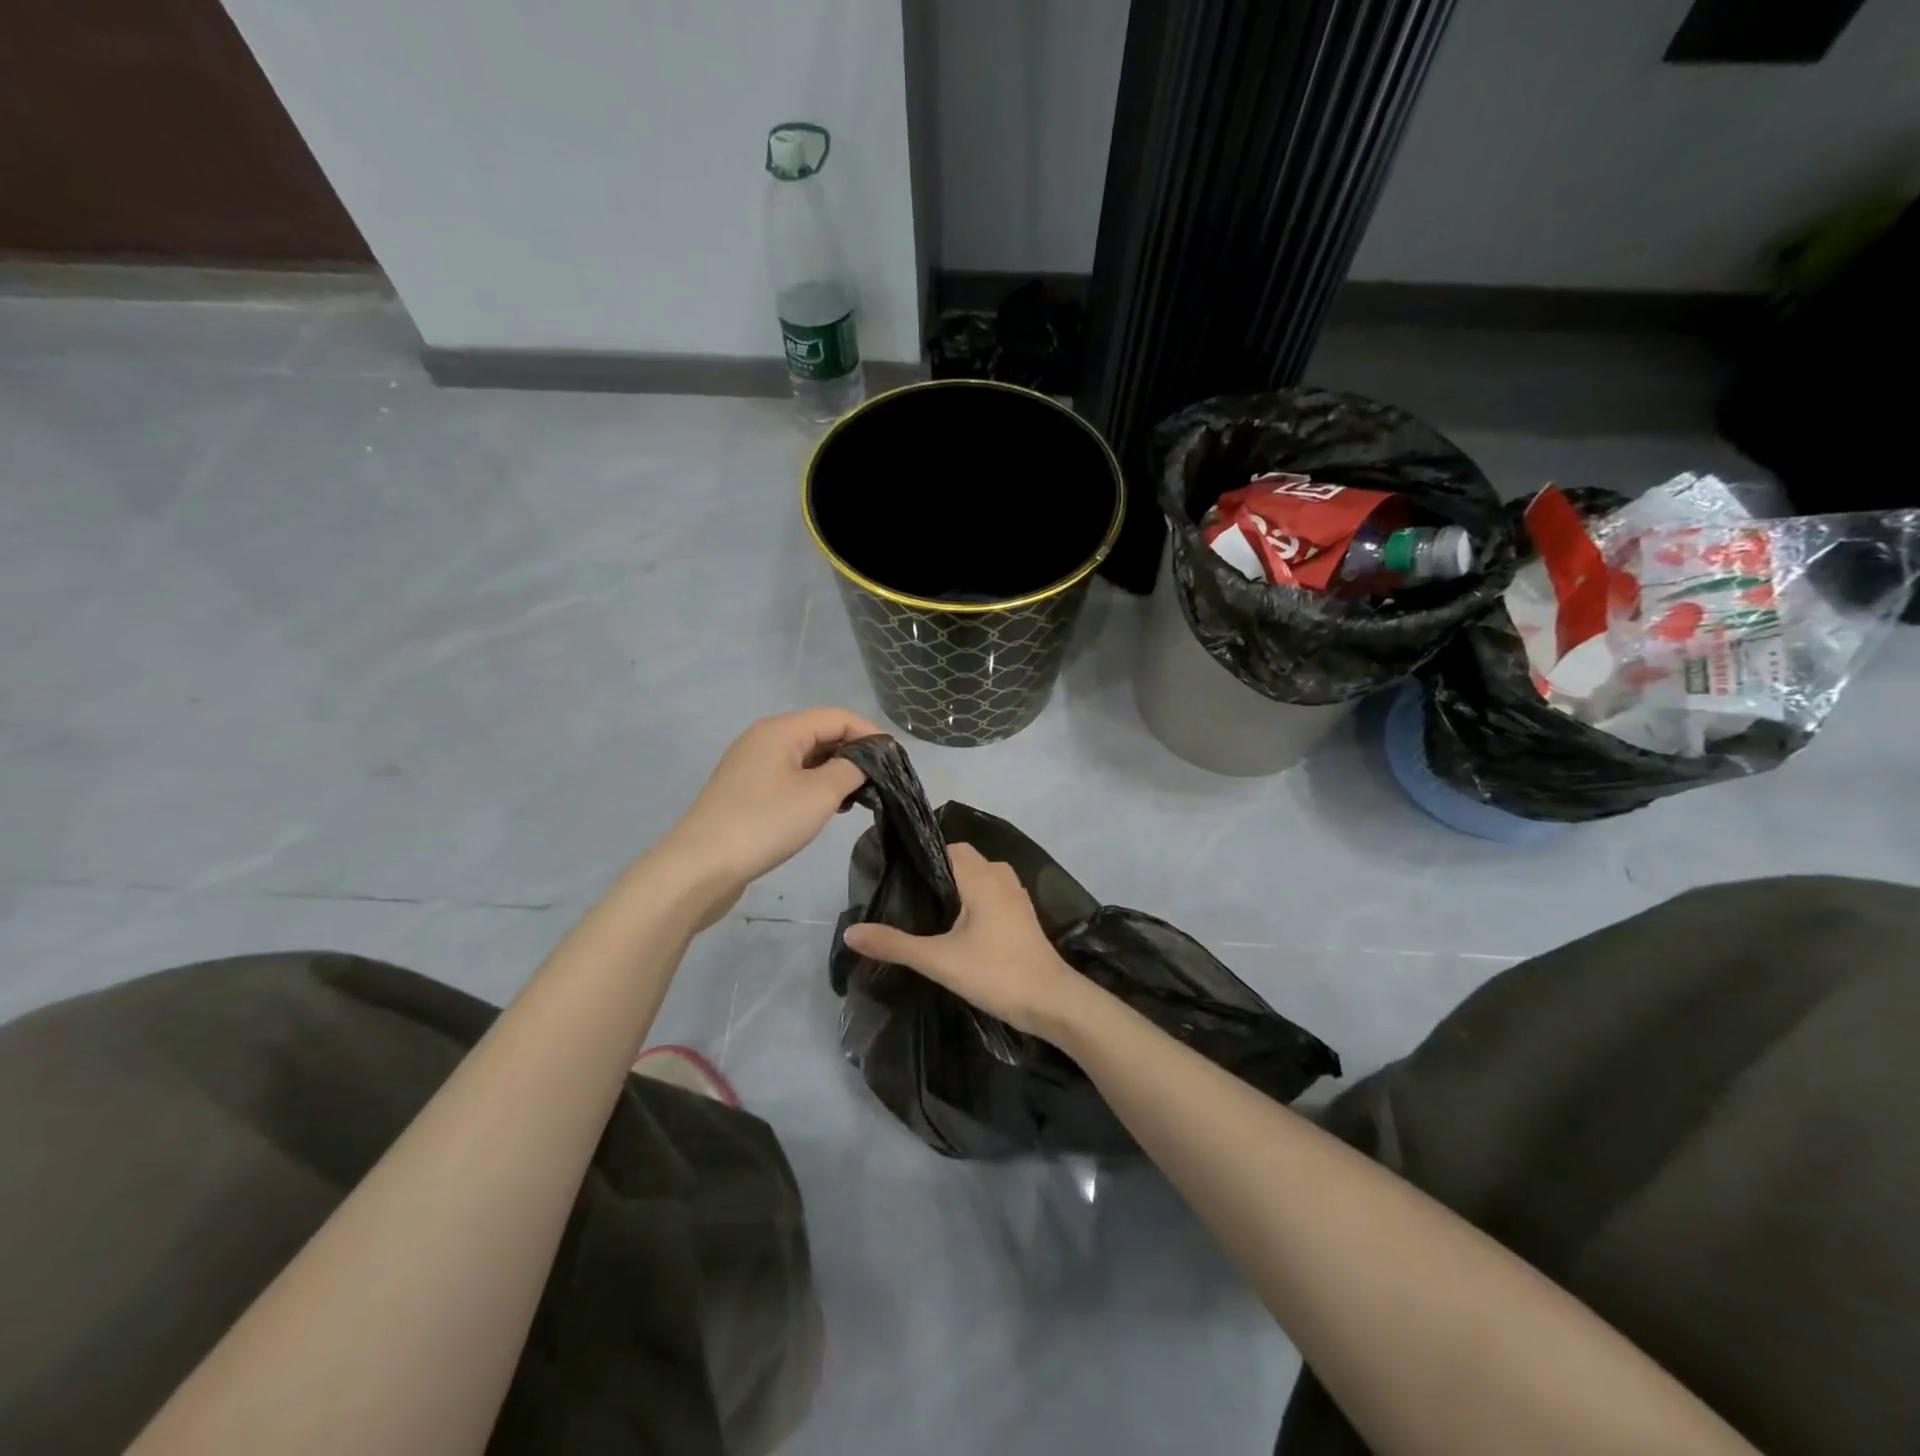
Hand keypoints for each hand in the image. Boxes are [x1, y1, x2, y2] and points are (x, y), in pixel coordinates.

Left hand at [661, 708, 878, 926]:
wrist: (701, 867)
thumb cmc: (765, 823)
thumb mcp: (819, 795)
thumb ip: (851, 770)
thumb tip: (866, 761)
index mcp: (781, 729)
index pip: (838, 717)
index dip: (871, 734)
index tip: (897, 760)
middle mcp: (764, 739)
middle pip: (821, 733)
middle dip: (854, 754)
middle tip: (882, 783)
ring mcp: (751, 765)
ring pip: (806, 757)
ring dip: (835, 772)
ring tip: (859, 799)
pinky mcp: (746, 792)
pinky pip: (790, 777)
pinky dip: (814, 786)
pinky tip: (828, 809)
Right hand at [841, 843, 1088, 1039]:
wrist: (1052, 1002)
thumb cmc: (997, 973)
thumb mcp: (939, 960)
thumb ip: (895, 945)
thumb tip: (851, 932)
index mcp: (982, 876)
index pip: (945, 847)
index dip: (920, 858)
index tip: (893, 875)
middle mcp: (1000, 876)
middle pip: (961, 861)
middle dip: (935, 874)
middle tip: (904, 897)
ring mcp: (1015, 895)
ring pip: (978, 878)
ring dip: (955, 889)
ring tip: (924, 912)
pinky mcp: (1022, 915)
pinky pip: (990, 894)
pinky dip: (972, 902)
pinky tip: (954, 927)